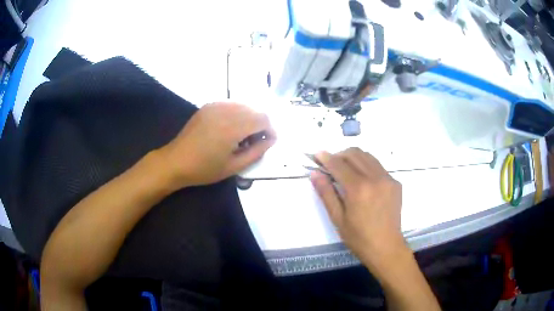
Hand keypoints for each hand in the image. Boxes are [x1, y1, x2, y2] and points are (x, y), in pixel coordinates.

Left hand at [158, 102, 275, 188]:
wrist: (176, 161)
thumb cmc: (204, 169)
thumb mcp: (234, 166)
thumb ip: (256, 151)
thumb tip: (271, 140)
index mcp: (233, 127)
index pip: (263, 119)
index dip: (270, 129)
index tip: (268, 142)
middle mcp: (226, 111)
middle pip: (255, 111)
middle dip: (260, 125)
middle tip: (254, 142)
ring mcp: (216, 106)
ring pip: (243, 106)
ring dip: (249, 119)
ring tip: (241, 136)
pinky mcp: (208, 106)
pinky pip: (230, 105)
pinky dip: (236, 114)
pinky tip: (229, 128)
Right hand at [310, 148, 406, 269]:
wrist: (386, 247)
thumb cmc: (358, 238)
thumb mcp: (338, 218)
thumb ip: (326, 193)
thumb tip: (315, 173)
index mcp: (358, 189)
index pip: (339, 164)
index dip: (326, 158)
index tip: (317, 154)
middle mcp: (375, 178)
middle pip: (354, 153)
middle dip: (339, 155)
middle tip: (331, 164)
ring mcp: (388, 179)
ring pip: (368, 156)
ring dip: (353, 157)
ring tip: (345, 169)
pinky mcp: (395, 183)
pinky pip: (378, 166)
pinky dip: (366, 166)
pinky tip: (362, 179)